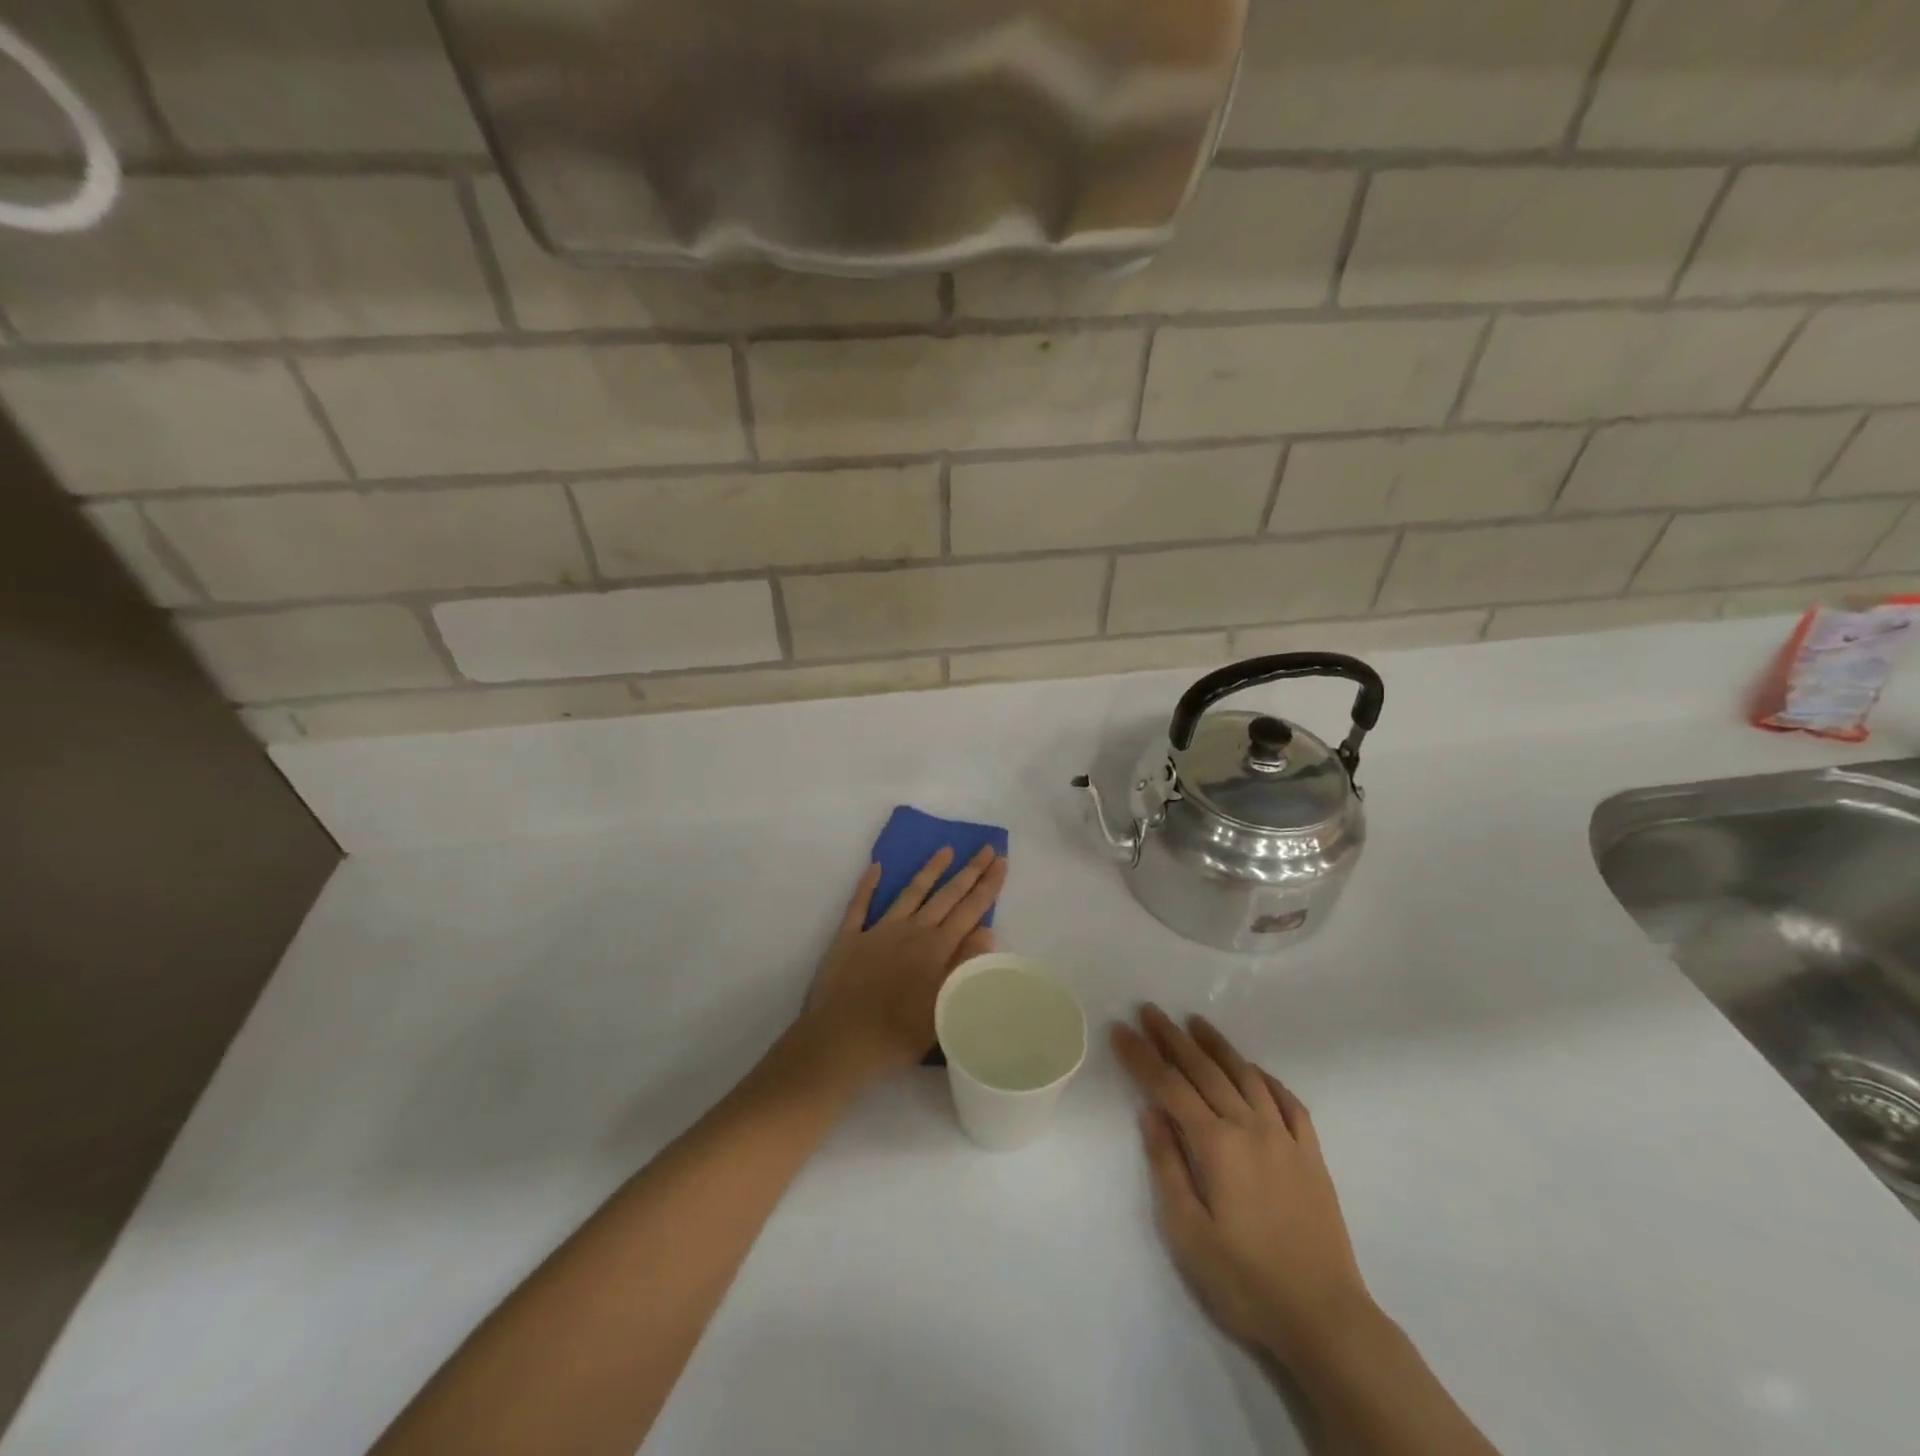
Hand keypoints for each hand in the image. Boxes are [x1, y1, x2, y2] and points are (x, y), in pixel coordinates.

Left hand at [797, 846, 1007, 1078]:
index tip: (1001, 860)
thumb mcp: (944, 1006)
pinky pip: (859, 904)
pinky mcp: (849, 937)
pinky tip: (876, 867)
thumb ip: (964, 965)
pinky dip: (868, 885)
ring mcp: (878, 930)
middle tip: (985, 847)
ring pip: (910, 892)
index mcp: (936, 948)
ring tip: (945, 849)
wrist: (841, 1041)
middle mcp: (911, 931)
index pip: (970, 910)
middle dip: (969, 871)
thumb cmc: (898, 1034)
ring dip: (929, 870)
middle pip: (946, 895)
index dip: (988, 885)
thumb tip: (987, 931)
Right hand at [1113, 1006, 1374, 1363]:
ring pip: (1245, 1076)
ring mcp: (1285, 1138)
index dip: (1141, 1056)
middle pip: (1204, 1071)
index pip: (1169, 1086)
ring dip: (1217, 1046)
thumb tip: (1151, 1112)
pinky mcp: (1312, 1156)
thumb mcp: (1188, 1233)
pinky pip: (1288, 1102)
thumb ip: (1167, 1166)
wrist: (1326, 1319)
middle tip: (1150, 1010)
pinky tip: (1254, 1070)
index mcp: (1216, 1145)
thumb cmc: (1246, 1281)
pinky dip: (1266, 1078)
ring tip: (1195, 1022)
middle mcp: (1250, 1128)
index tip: (1119, 1029)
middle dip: (1172, 1038)